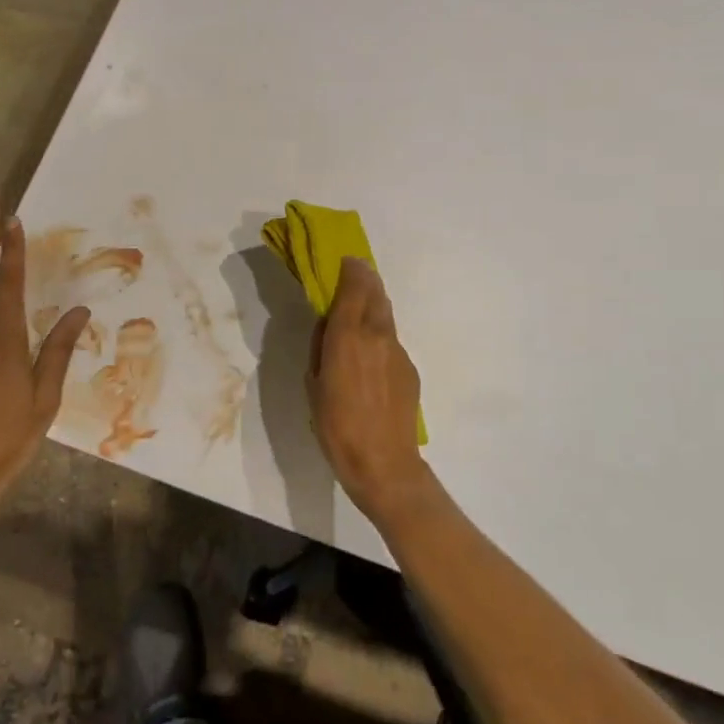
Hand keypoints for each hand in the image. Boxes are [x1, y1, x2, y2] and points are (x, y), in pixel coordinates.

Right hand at [307, 256, 432, 524]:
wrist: (383, 463)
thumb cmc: (336, 426)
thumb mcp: (313, 383)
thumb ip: (321, 347)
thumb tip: (328, 326)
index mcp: (347, 336)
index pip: (354, 287)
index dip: (351, 269)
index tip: (345, 260)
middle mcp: (376, 335)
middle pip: (376, 293)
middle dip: (365, 279)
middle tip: (354, 274)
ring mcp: (397, 351)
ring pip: (386, 316)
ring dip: (374, 305)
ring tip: (361, 309)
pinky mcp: (410, 368)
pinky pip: (391, 341)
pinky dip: (380, 336)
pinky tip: (371, 357)